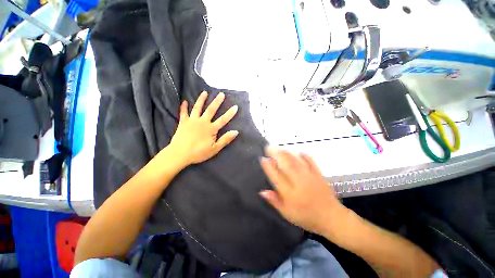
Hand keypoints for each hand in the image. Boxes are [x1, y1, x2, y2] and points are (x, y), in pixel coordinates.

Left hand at [168, 91, 238, 165]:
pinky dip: (184, 107)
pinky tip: (184, 101)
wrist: (180, 154)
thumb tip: (236, 132)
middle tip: (221, 94)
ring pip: (197, 108)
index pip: (223, 120)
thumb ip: (225, 139)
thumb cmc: (198, 153)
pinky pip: (183, 112)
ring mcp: (192, 121)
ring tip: (204, 92)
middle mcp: (202, 122)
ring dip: (201, 99)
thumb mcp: (215, 149)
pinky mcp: (183, 122)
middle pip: (211, 110)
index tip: (235, 106)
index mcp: (211, 129)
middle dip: (217, 101)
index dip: (230, 113)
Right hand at [260, 148, 346, 235]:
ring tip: (279, 148)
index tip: (263, 158)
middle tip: (269, 148)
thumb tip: (262, 191)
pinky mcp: (318, 174)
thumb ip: (274, 201)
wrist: (331, 218)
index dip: (268, 166)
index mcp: (290, 193)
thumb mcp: (287, 213)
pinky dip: (303, 154)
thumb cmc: (306, 217)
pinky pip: (310, 160)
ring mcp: (309, 177)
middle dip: (276, 154)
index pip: (276, 176)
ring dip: (286, 152)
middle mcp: (299, 183)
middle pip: (286, 164)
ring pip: (296, 160)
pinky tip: (297, 152)